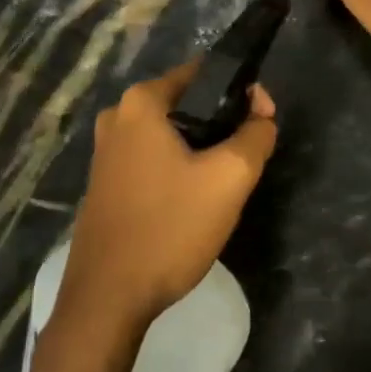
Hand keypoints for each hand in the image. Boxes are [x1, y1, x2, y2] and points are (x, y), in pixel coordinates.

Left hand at [59, 61, 278, 330]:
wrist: (108, 298)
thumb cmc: (170, 227)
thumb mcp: (229, 178)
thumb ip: (256, 135)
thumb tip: (262, 114)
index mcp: (142, 102)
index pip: (205, 73)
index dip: (243, 92)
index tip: (264, 123)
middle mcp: (118, 117)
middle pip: (188, 104)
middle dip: (223, 124)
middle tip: (249, 157)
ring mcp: (106, 152)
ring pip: (172, 136)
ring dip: (203, 150)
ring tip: (226, 183)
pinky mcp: (106, 183)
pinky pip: (154, 160)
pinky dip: (179, 170)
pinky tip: (194, 202)